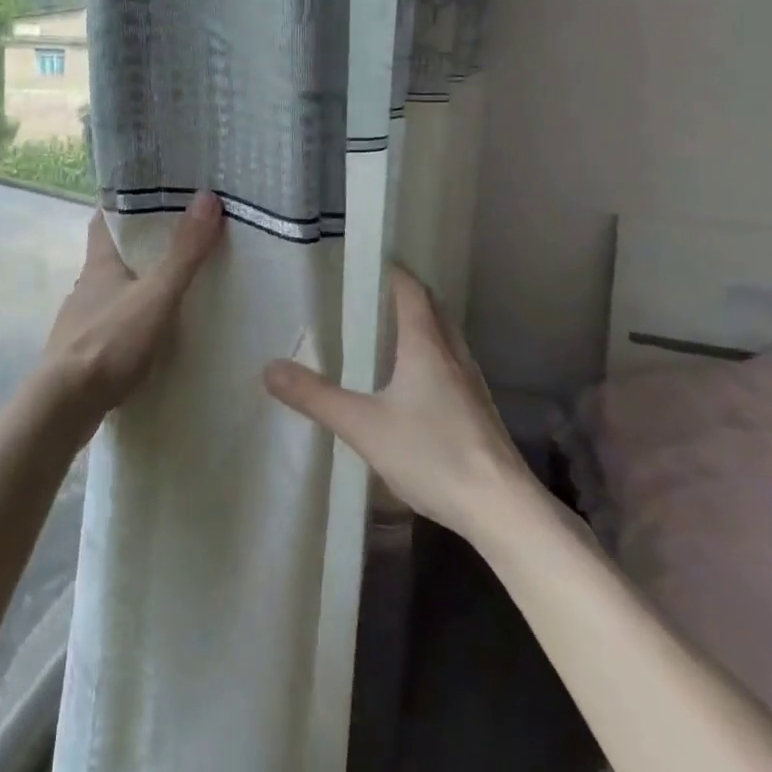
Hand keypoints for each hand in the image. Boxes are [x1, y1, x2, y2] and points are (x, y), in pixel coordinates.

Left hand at [41, 190, 224, 426]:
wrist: (64, 406)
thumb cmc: (109, 342)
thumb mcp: (156, 295)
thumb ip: (183, 252)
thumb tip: (207, 197)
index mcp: (99, 263)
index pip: (105, 218)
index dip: (123, 202)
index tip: (150, 191)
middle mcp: (87, 285)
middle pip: (113, 254)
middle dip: (141, 244)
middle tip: (180, 235)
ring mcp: (83, 320)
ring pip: (114, 290)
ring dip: (139, 284)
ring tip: (176, 283)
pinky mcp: (85, 351)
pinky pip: (115, 324)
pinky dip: (134, 320)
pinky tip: (155, 331)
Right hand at [264, 264, 530, 539]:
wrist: (502, 508)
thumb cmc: (432, 454)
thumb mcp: (363, 426)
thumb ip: (316, 397)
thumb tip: (269, 368)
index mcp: (426, 346)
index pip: (411, 291)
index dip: (392, 272)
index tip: (367, 263)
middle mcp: (453, 355)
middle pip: (432, 310)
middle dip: (406, 296)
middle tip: (371, 295)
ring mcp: (471, 385)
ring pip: (445, 339)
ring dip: (422, 327)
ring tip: (389, 334)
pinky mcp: (479, 412)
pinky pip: (452, 367)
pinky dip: (432, 358)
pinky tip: (415, 385)